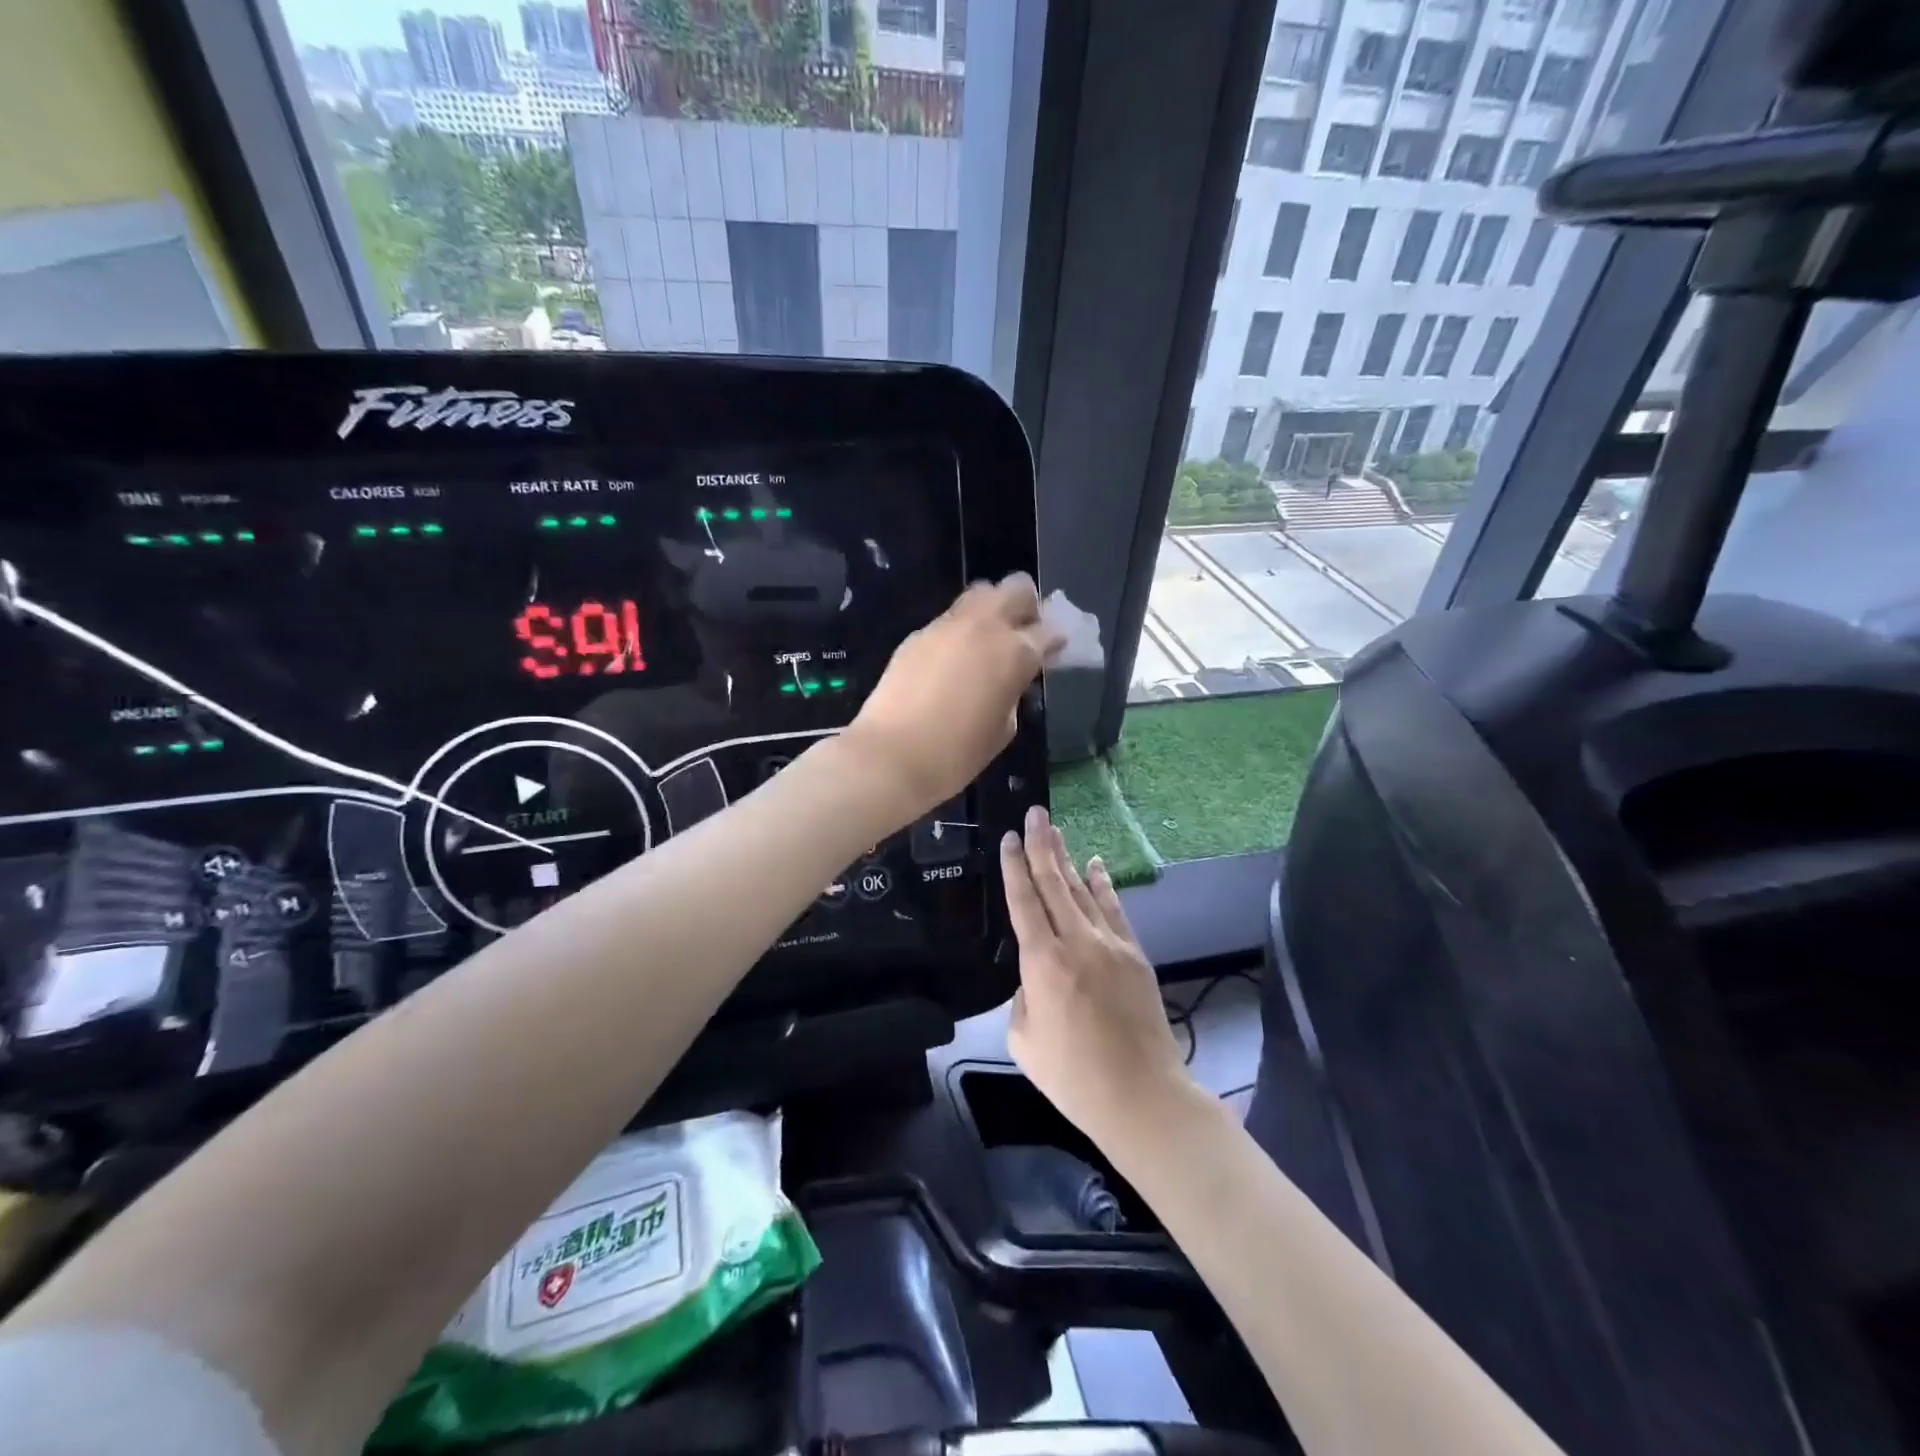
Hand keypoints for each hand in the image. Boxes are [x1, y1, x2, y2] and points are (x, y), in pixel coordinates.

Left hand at [844, 574, 1062, 815]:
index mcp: (1015, 652)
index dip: (1056, 639)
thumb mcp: (1003, 729)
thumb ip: (1013, 692)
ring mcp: (947, 626)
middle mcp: (984, 627)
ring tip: (985, 644)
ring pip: (979, 594)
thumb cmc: (957, 755)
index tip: (1054, 650)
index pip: (1049, 629)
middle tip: (1021, 634)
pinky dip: (960, 631)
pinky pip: (949, 620)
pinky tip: (952, 662)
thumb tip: (1009, 678)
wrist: (891, 756)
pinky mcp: (917, 635)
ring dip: (991, 610)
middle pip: (1016, 587)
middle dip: (1026, 604)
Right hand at [1001, 807, 1191, 1151]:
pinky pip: (1114, 909)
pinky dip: (1103, 884)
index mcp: (1042, 963)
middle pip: (1054, 884)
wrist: (1141, 1095)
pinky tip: (1095, 864)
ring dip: (1067, 859)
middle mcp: (1076, 942)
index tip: (1009, 838)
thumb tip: (1034, 979)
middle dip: (1041, 846)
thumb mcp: (1024, 1041)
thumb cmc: (1073, 1077)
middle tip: (1034, 813)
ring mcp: (1110, 944)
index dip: (1015, 867)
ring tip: (1055, 831)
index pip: (1023, 902)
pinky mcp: (1134, 954)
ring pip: (1083, 890)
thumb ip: (1022, 999)